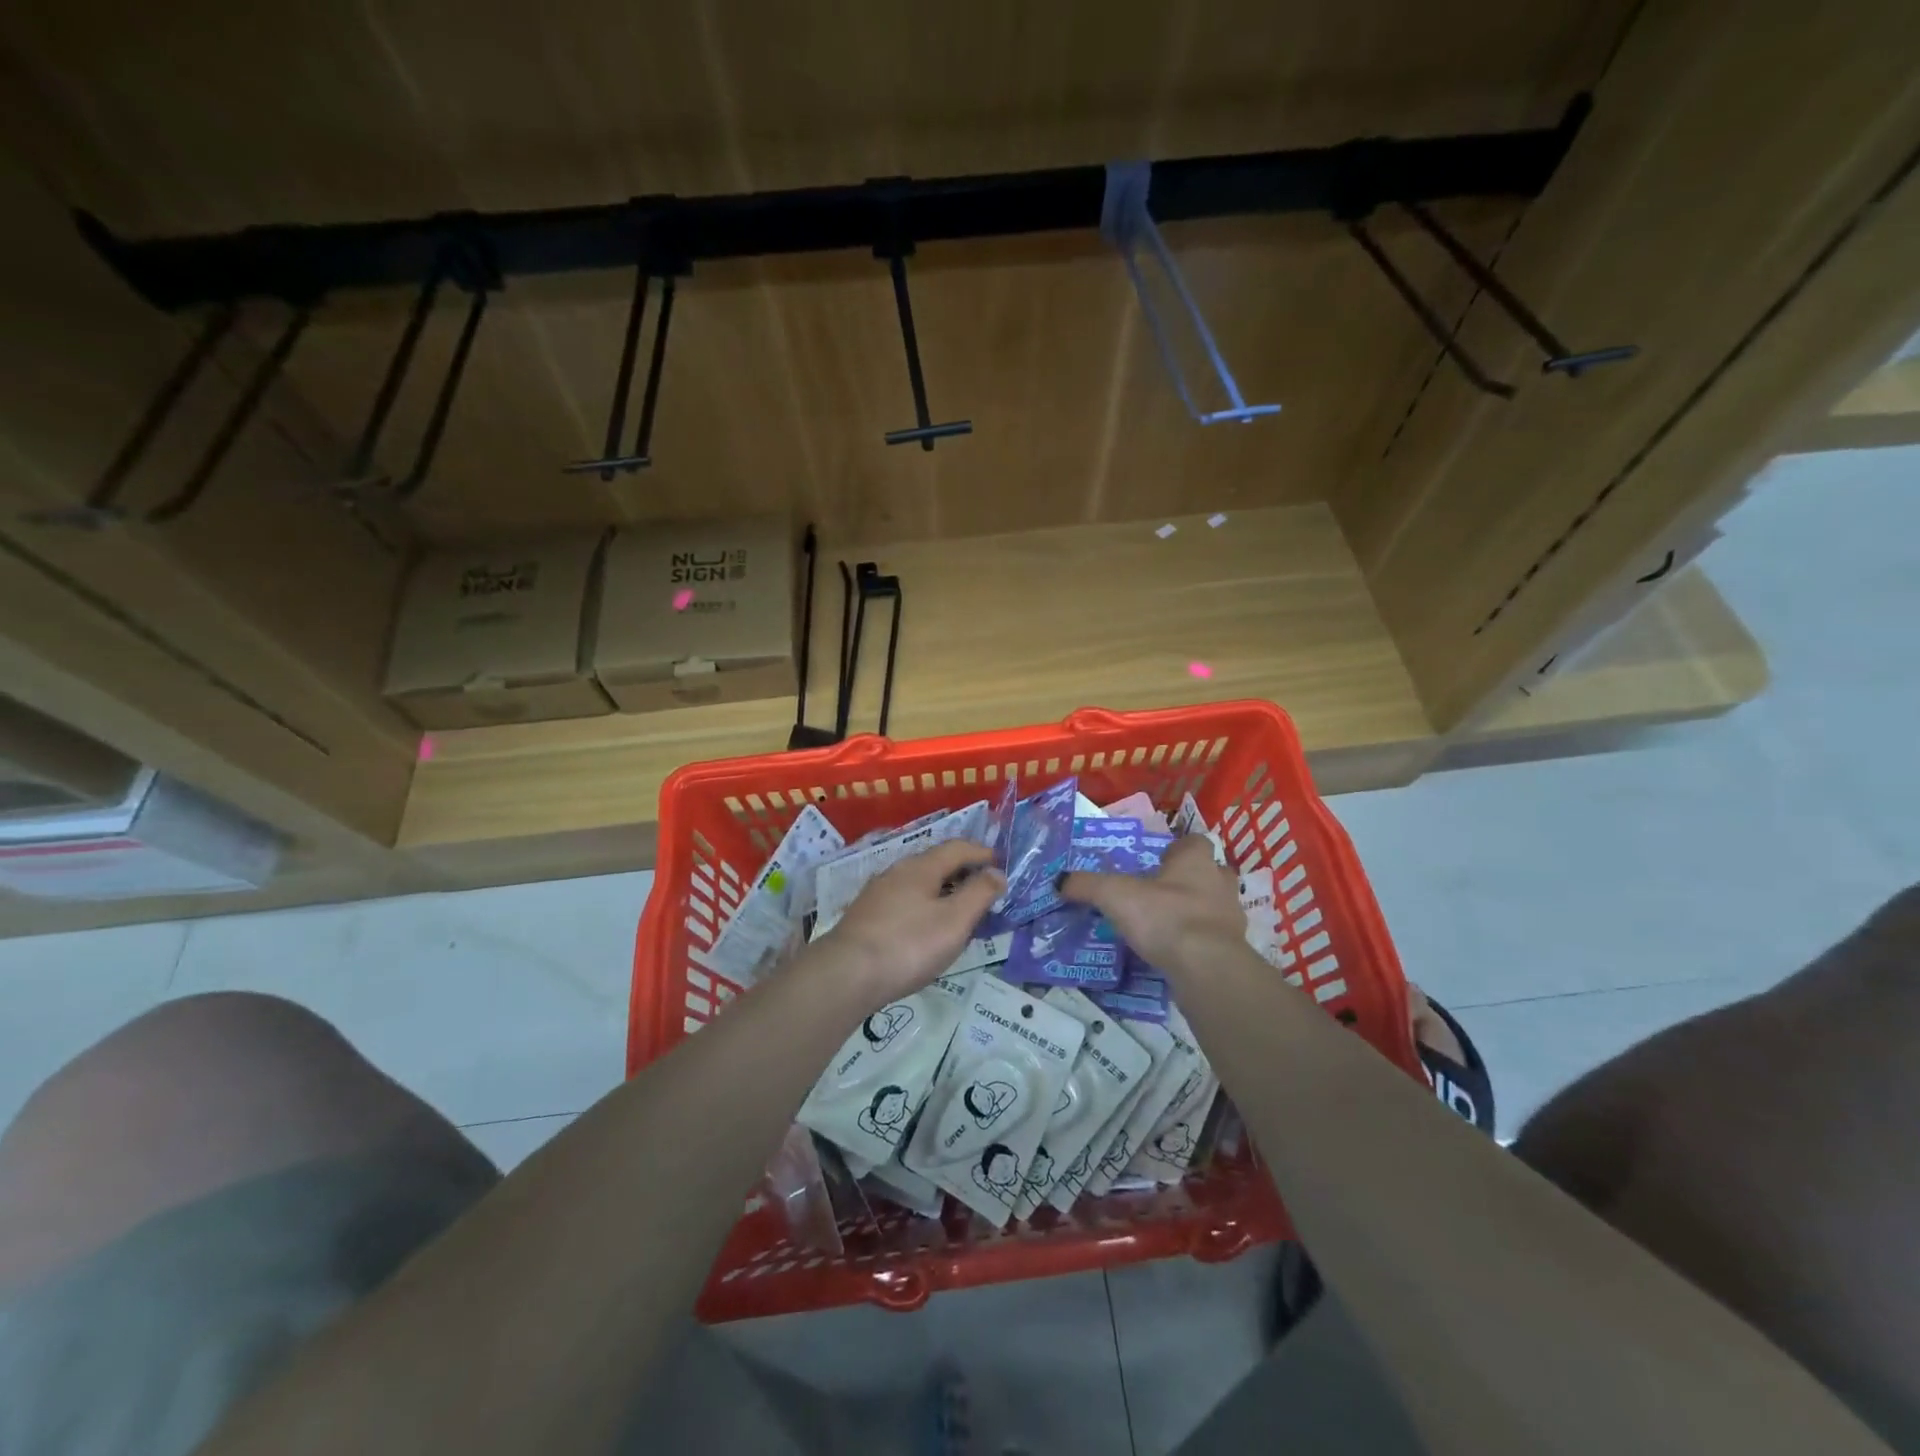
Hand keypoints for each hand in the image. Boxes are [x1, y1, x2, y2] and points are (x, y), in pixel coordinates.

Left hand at [812, 841, 1005, 1007]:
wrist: (845, 975)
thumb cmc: (908, 945)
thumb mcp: (954, 921)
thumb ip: (979, 894)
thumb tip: (997, 872)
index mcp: (921, 867)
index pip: (957, 848)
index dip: (982, 853)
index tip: (1000, 863)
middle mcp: (897, 872)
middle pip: (936, 862)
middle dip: (962, 871)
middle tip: (984, 889)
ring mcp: (877, 893)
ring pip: (918, 883)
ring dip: (942, 890)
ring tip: (958, 910)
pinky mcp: (865, 916)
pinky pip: (904, 900)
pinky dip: (924, 905)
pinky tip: (925, 928)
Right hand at [1059, 834, 1244, 975]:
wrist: (1206, 968)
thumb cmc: (1164, 917)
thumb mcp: (1115, 895)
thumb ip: (1087, 885)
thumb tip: (1059, 881)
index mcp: (1196, 860)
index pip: (1193, 842)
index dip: (1176, 849)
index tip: (1156, 861)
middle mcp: (1219, 882)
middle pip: (1208, 873)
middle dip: (1188, 880)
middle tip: (1159, 892)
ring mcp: (1231, 917)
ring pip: (1213, 906)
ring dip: (1195, 911)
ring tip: (1164, 924)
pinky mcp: (1233, 950)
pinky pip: (1213, 938)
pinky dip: (1197, 942)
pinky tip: (1175, 952)